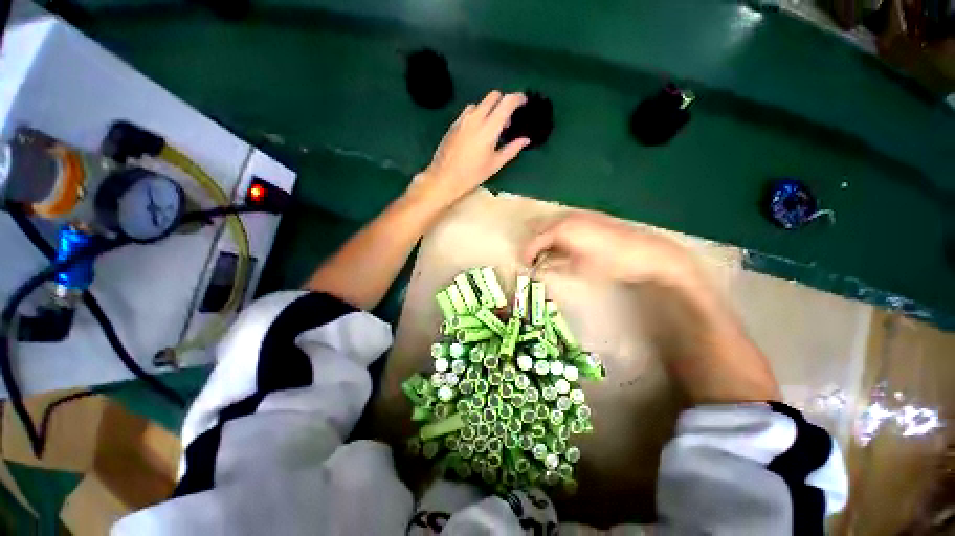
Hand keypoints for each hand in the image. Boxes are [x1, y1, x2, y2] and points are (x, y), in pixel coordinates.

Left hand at [413, 91, 530, 203]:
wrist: (445, 177)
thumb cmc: (473, 174)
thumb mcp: (495, 164)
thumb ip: (512, 149)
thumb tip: (525, 140)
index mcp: (489, 128)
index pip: (506, 102)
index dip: (518, 98)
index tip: (524, 101)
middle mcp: (476, 118)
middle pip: (493, 96)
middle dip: (504, 101)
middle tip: (507, 121)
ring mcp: (463, 119)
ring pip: (480, 103)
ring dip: (490, 109)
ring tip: (491, 128)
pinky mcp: (454, 124)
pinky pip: (469, 111)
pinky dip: (478, 115)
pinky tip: (478, 132)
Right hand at [522, 210, 705, 287]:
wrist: (645, 252)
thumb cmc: (609, 263)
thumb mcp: (578, 269)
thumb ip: (554, 266)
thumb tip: (539, 268)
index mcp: (561, 229)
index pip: (534, 241)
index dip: (527, 254)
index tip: (525, 266)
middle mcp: (566, 217)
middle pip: (540, 228)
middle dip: (534, 244)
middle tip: (534, 260)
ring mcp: (579, 214)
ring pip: (552, 224)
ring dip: (545, 238)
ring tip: (548, 255)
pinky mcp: (589, 216)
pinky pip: (564, 222)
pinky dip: (557, 233)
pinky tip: (564, 245)